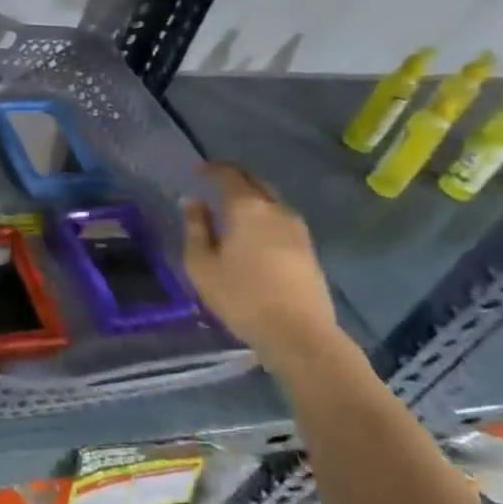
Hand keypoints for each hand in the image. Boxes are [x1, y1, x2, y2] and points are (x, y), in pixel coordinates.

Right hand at [181, 162, 344, 372]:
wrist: (299, 334)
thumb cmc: (241, 296)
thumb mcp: (201, 264)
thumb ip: (195, 228)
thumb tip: (192, 202)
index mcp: (247, 208)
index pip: (228, 175)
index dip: (211, 169)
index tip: (197, 171)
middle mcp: (276, 210)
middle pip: (255, 182)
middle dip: (234, 177)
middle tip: (214, 183)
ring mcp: (298, 230)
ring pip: (272, 201)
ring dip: (252, 197)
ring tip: (232, 208)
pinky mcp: (309, 250)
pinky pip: (282, 219)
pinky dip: (265, 216)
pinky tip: (255, 232)